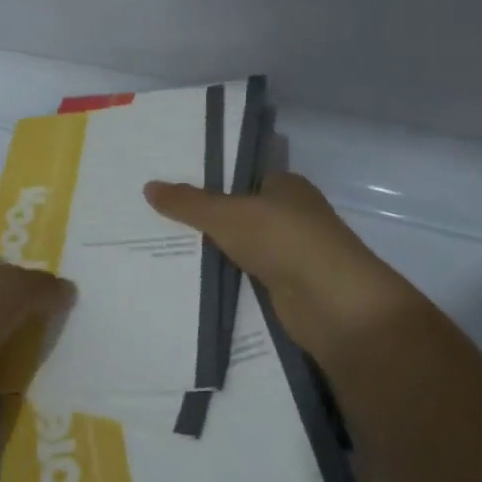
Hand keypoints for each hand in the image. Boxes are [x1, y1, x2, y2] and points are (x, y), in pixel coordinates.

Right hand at [144, 172, 420, 364]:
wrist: (332, 304)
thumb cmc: (284, 241)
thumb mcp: (228, 215)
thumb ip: (188, 203)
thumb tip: (149, 186)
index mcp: (286, 186)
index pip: (239, 177)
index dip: (205, 181)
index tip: (166, 188)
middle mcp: (289, 216)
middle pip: (236, 214)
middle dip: (200, 219)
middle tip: (150, 219)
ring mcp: (289, 254)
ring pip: (237, 248)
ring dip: (209, 253)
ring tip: (157, 250)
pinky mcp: (284, 289)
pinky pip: (243, 279)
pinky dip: (221, 281)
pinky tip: (184, 283)